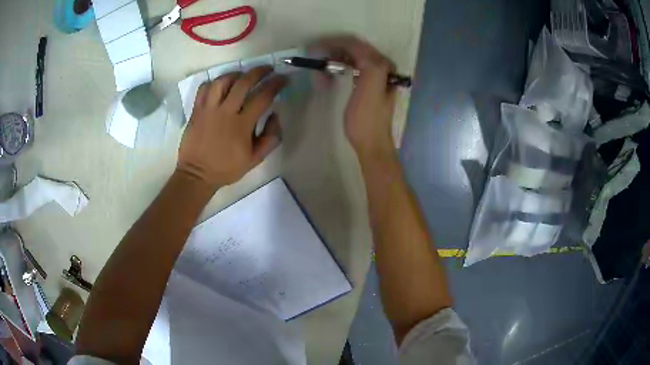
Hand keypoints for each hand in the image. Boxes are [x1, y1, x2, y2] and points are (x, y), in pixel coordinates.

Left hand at [177, 67, 287, 190]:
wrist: (197, 174)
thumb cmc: (227, 168)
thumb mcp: (255, 159)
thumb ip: (271, 137)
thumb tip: (275, 114)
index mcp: (242, 125)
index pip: (263, 97)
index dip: (276, 84)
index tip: (283, 79)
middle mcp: (225, 112)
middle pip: (244, 83)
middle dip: (259, 72)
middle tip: (268, 69)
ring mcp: (208, 110)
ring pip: (222, 81)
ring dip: (236, 74)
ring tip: (242, 75)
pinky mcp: (196, 111)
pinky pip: (204, 88)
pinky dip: (214, 82)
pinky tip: (220, 85)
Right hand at [315, 36, 396, 158]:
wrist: (371, 143)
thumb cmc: (366, 120)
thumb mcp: (369, 92)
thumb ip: (369, 66)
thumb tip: (356, 47)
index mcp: (381, 66)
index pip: (356, 44)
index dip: (335, 42)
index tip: (315, 47)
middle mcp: (381, 66)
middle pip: (354, 48)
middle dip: (333, 51)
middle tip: (315, 59)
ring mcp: (376, 74)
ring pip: (351, 57)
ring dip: (334, 60)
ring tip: (320, 71)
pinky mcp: (369, 83)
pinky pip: (352, 67)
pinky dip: (338, 68)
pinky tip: (328, 76)